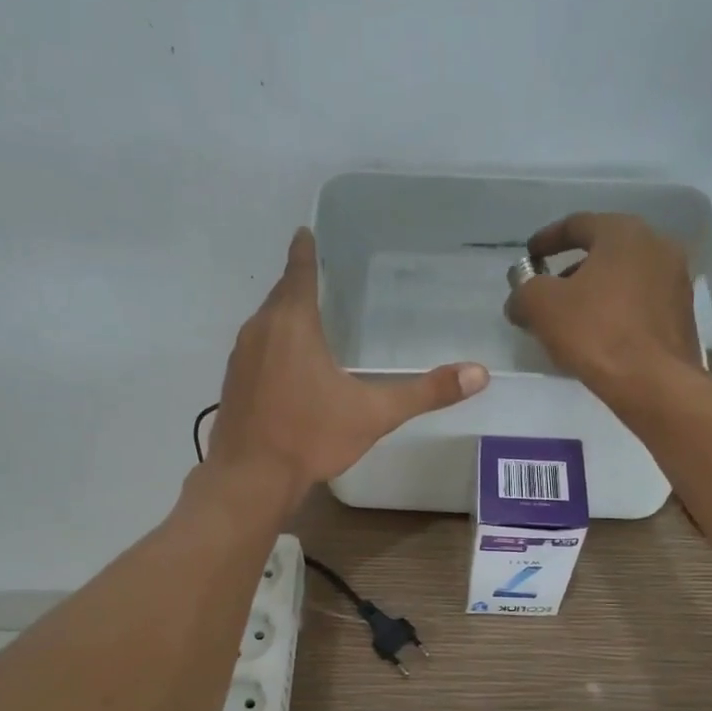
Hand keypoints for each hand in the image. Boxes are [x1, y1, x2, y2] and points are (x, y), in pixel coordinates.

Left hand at [209, 228, 489, 495]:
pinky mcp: (231, 384)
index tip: (304, 231)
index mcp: (293, 324)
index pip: (298, 272)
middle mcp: (260, 331)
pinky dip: (272, 346)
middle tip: (316, 276)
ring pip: (265, 324)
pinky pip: (255, 350)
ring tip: (305, 318)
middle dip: (297, 284)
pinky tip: (286, 366)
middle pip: (280, 296)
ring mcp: (240, 358)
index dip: (304, 251)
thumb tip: (479, 374)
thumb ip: (426, 392)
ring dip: (283, 316)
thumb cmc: (311, 437)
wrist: (251, 479)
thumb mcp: (374, 414)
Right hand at [504, 213, 702, 398]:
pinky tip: (598, 337)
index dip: (547, 239)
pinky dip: (615, 311)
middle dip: (572, 270)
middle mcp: (657, 246)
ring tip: (570, 320)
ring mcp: (675, 281)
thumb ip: (524, 293)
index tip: (530, 256)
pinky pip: (639, 303)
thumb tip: (520, 299)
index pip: (578, 224)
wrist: (655, 383)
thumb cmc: (597, 333)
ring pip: (624, 278)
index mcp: (624, 233)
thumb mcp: (542, 307)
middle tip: (548, 291)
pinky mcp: (681, 315)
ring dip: (594, 292)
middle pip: (604, 251)